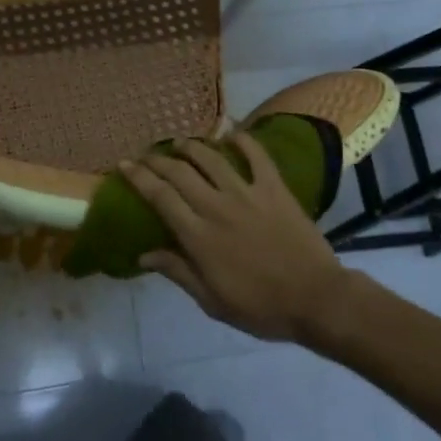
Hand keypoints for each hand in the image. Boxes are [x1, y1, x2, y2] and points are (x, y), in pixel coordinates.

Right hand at [121, 133, 353, 342]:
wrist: (315, 299)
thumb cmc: (260, 307)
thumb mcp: (212, 301)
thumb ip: (178, 272)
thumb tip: (143, 255)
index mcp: (199, 236)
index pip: (160, 197)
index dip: (139, 178)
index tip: (124, 164)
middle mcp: (217, 207)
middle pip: (179, 172)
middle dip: (157, 159)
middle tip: (146, 154)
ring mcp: (247, 193)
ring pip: (211, 158)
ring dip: (191, 147)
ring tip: (180, 143)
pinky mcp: (274, 188)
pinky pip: (257, 155)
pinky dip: (243, 140)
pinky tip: (232, 134)